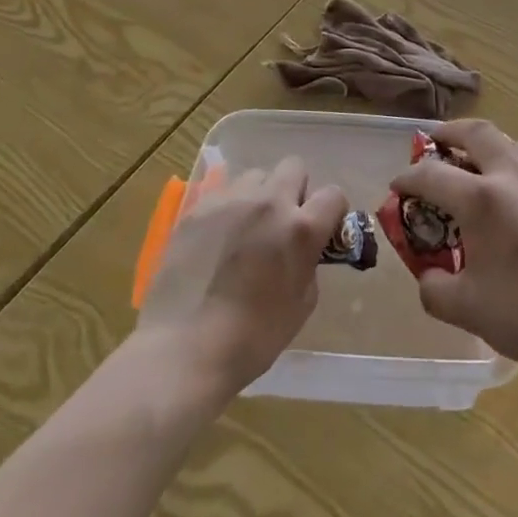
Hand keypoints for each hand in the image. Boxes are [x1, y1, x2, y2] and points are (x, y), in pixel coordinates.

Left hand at [134, 158, 348, 402]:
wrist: (184, 349)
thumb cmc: (253, 338)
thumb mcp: (302, 304)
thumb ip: (308, 263)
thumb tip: (304, 250)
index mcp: (301, 228)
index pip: (333, 195)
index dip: (332, 212)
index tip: (323, 230)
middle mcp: (269, 202)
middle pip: (294, 167)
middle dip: (295, 191)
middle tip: (283, 223)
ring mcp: (230, 200)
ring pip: (256, 176)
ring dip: (260, 196)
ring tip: (246, 229)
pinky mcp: (197, 208)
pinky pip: (223, 193)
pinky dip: (228, 209)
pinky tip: (217, 239)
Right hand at [389, 120, 517, 377]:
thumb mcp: (466, 309)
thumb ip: (434, 288)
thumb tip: (428, 274)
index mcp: (481, 199)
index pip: (431, 174)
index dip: (407, 178)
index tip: (397, 187)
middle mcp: (511, 176)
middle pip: (475, 132)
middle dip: (448, 133)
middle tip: (433, 143)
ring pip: (507, 142)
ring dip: (481, 144)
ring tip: (468, 163)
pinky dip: (506, 162)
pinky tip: (505, 191)